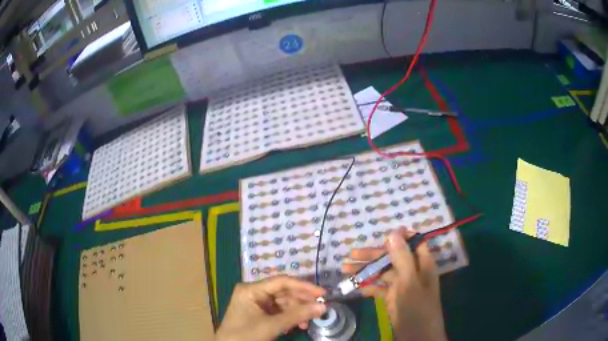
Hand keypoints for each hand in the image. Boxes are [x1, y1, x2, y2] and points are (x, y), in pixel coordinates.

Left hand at [215, 275, 326, 340]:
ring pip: (284, 303)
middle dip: (301, 302)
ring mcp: (257, 303)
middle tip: (319, 310)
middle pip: (284, 292)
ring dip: (297, 312)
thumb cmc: (246, 335)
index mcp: (251, 289)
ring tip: (307, 323)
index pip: (282, 282)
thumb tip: (323, 306)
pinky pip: (280, 312)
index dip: (303, 286)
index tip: (322, 293)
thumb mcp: (271, 326)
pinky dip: (290, 318)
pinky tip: (298, 326)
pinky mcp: (260, 314)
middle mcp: (254, 293)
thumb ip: (297, 315)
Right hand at [342, 228, 447, 340]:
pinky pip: (378, 288)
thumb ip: (402, 257)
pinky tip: (353, 286)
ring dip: (366, 271)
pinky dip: (367, 286)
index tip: (380, 236)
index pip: (414, 242)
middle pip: (393, 257)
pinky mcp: (392, 298)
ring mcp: (401, 286)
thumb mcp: (409, 282)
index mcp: (422, 264)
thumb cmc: (416, 308)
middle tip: (352, 254)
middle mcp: (412, 272)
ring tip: (345, 269)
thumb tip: (394, 232)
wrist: (416, 337)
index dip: (399, 237)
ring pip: (383, 273)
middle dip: (373, 255)